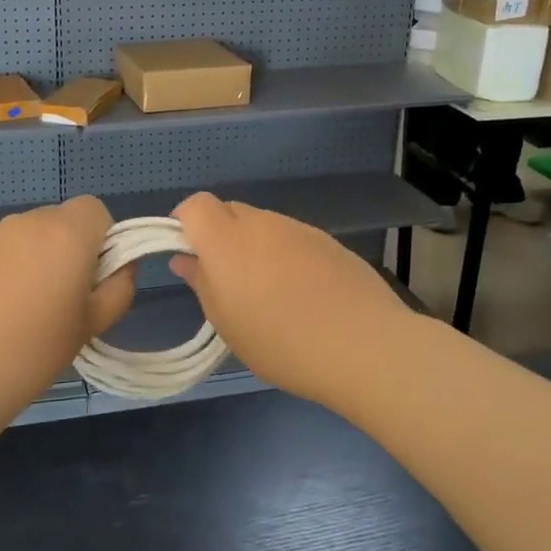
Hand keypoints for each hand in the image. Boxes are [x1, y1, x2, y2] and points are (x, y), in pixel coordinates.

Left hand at [0, 197, 134, 421]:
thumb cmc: (36, 350)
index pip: (96, 210)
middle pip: (62, 221)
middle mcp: (28, 222)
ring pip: (30, 236)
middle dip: (71, 249)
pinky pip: (2, 252)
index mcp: (66, 232)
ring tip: (29, 310)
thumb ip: (119, 288)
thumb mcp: (93, 324)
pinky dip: (9, 270)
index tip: (95, 278)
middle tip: (67, 298)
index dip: (103, 239)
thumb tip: (121, 267)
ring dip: (39, 259)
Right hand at [169, 192, 415, 406]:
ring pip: (263, 226)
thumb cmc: (281, 342)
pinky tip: (304, 295)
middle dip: (220, 236)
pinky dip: (286, 256)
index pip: (195, 205)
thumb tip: (185, 259)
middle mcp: (261, 222)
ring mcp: (299, 229)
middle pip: (229, 211)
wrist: (364, 346)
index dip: (185, 223)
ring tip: (270, 294)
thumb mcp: (227, 323)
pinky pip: (293, 239)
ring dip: (255, 247)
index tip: (189, 255)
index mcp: (226, 239)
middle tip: (227, 280)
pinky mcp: (329, 241)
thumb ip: (202, 283)